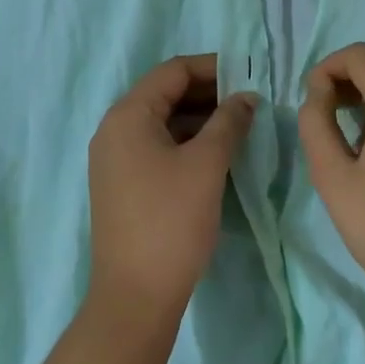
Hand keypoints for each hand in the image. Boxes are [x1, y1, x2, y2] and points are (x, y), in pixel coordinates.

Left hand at [87, 54, 257, 320]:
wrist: (135, 296)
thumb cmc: (171, 221)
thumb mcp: (207, 165)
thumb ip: (228, 122)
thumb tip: (246, 97)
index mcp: (128, 115)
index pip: (172, 72)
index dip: (212, 67)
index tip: (248, 74)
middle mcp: (115, 130)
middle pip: (165, 94)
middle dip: (208, 93)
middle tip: (249, 101)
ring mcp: (115, 159)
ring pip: (163, 122)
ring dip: (200, 118)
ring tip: (240, 125)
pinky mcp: (123, 184)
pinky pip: (157, 147)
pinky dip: (187, 142)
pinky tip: (217, 153)